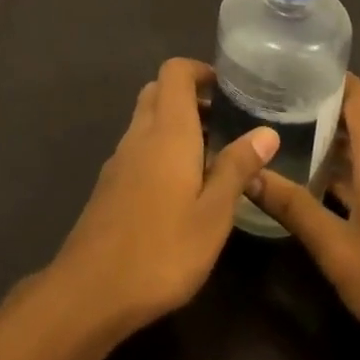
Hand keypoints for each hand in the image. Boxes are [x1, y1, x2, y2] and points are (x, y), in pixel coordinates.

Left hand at [50, 58, 278, 332]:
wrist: (92, 288)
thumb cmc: (163, 249)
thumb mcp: (214, 214)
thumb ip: (237, 168)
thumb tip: (267, 131)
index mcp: (166, 130)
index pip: (174, 71)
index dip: (200, 70)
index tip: (230, 89)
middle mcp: (139, 133)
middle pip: (158, 91)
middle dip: (190, 96)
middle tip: (225, 121)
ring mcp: (120, 158)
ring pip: (147, 119)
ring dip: (176, 123)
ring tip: (213, 155)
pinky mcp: (110, 183)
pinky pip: (139, 146)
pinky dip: (161, 147)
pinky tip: (182, 186)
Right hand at [249, 73, 359, 359]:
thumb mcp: (337, 249)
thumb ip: (293, 207)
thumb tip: (249, 172)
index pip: (357, 94)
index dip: (326, 74)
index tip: (286, 65)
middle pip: (355, 116)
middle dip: (315, 103)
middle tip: (266, 97)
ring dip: (325, 136)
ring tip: (277, 130)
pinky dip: (337, 165)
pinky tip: (307, 178)